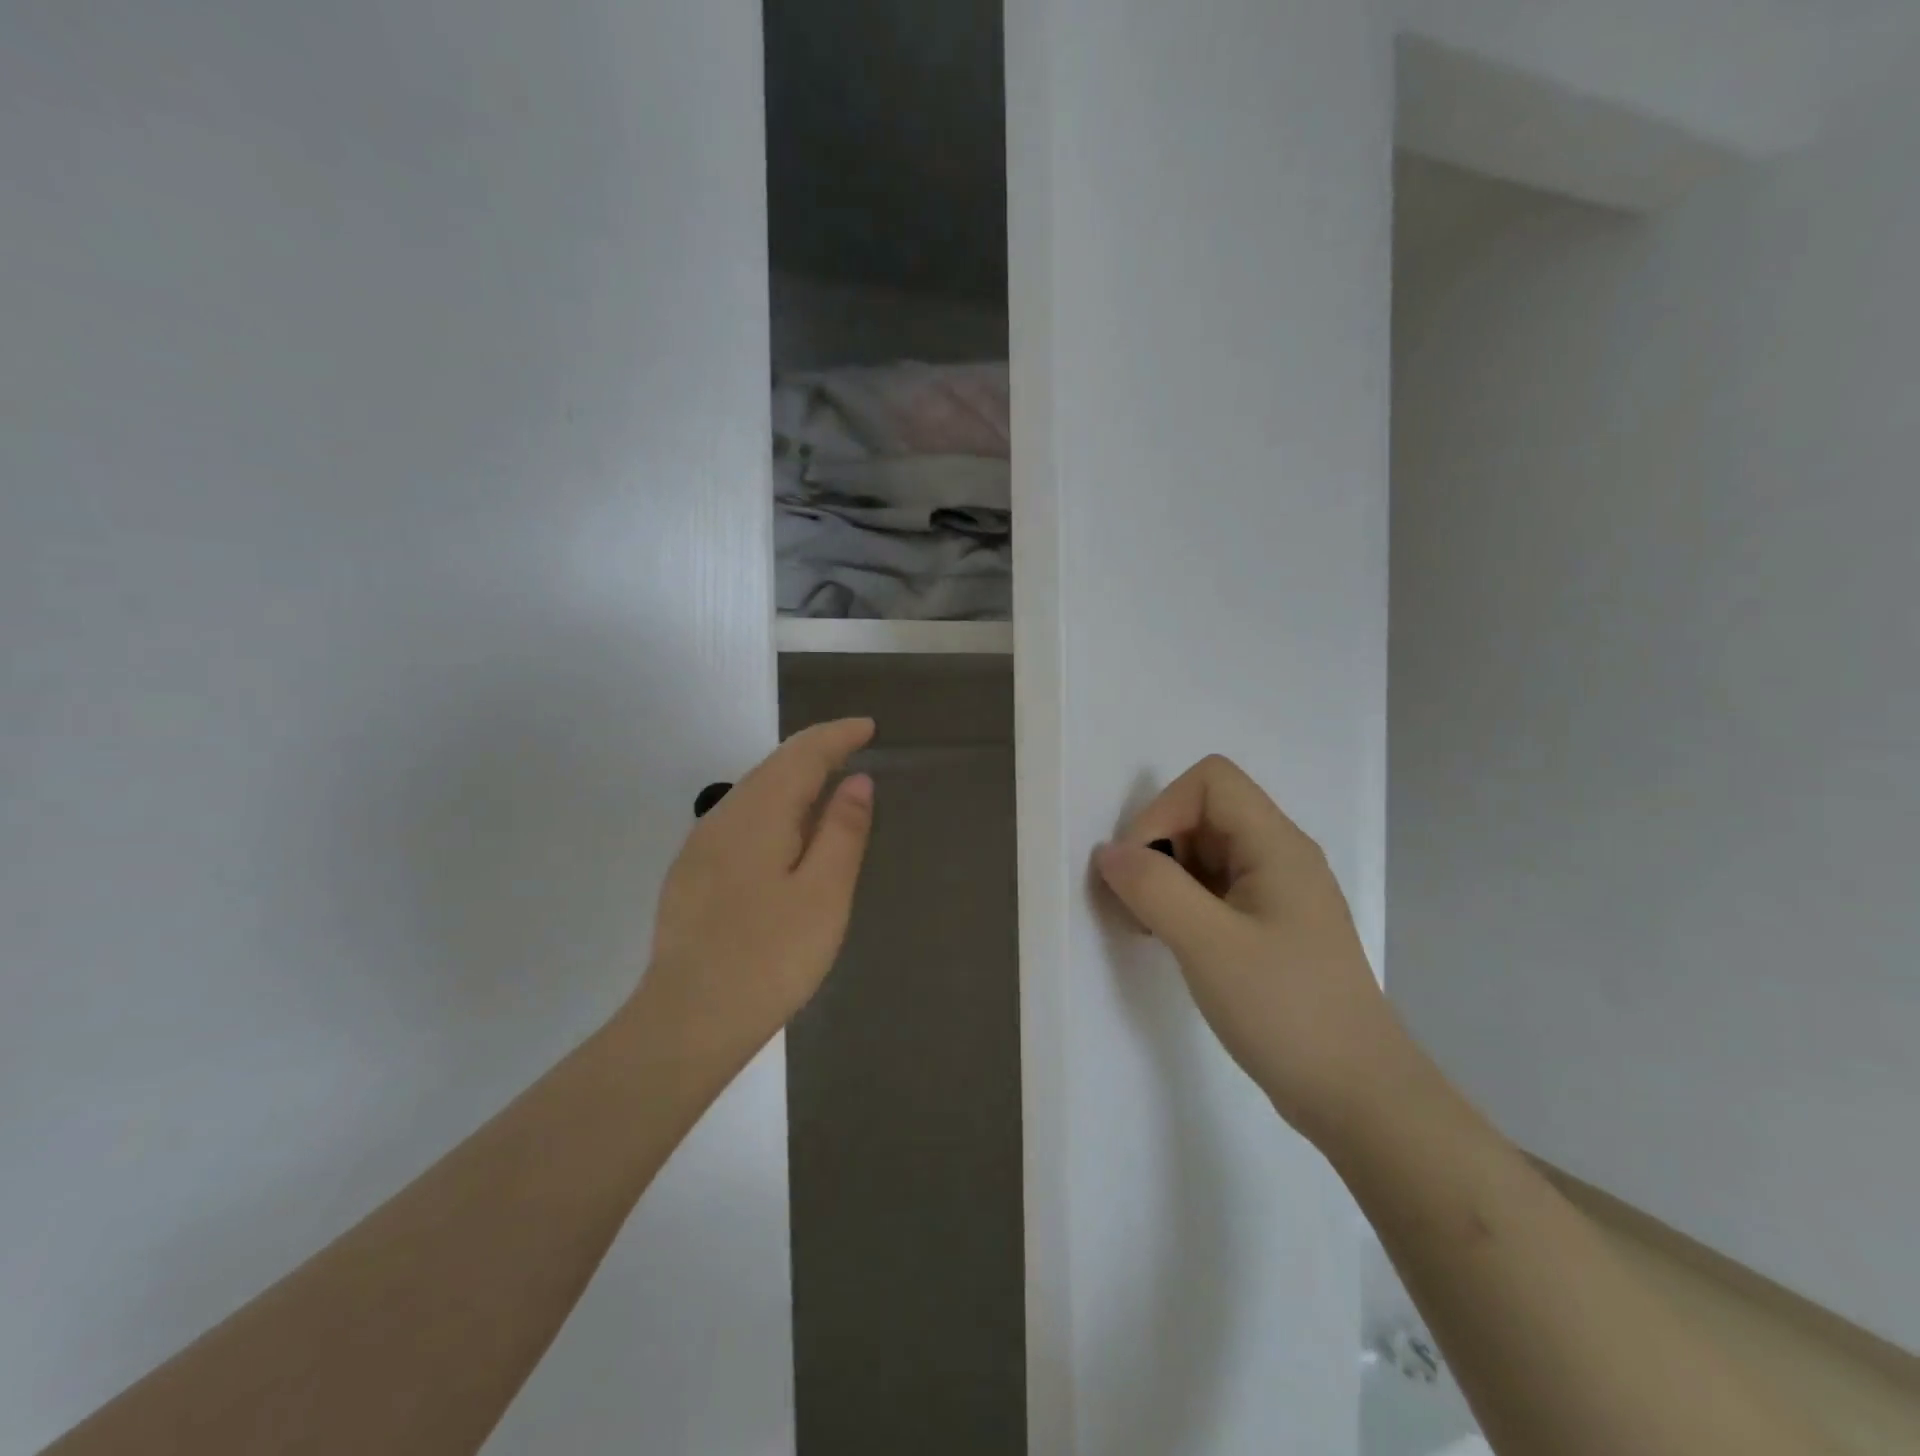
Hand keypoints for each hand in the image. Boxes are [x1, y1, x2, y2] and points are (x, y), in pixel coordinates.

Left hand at [632, 718, 875, 1078]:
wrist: (687, 1021)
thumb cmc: (770, 956)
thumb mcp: (824, 893)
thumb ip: (842, 830)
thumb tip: (856, 781)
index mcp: (758, 813)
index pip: (802, 754)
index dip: (837, 736)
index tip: (868, 727)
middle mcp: (723, 817)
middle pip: (774, 767)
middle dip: (815, 751)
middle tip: (854, 747)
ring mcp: (701, 847)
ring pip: (754, 793)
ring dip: (793, 780)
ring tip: (827, 784)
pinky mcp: (692, 875)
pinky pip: (741, 821)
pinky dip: (774, 809)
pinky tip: (786, 834)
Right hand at [1094, 754, 1411, 1140]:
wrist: (1360, 1097)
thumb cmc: (1286, 1010)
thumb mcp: (1208, 945)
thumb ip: (1153, 887)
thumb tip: (1109, 853)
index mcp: (1276, 845)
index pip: (1210, 781)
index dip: (1164, 810)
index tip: (1142, 868)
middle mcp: (1280, 856)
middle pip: (1204, 813)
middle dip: (1159, 847)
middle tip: (1138, 907)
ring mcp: (1277, 894)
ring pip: (1205, 853)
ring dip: (1166, 879)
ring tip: (1151, 929)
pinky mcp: (1270, 928)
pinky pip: (1215, 890)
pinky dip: (1183, 904)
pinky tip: (1174, 943)